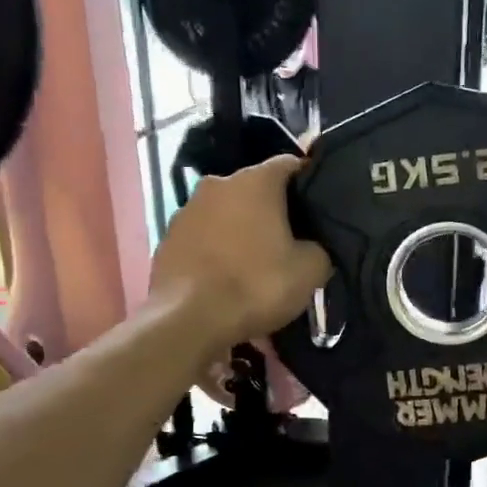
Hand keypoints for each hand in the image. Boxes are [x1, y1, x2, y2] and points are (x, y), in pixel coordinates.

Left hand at [150, 156, 330, 347]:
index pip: (290, 164)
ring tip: (254, 262)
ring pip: (225, 213)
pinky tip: (225, 277)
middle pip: (254, 189)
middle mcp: (217, 184)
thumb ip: (320, 248)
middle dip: (272, 210)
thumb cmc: (257, 286)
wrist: (189, 321)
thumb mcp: (310, 271)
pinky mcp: (167, 239)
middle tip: (289, 241)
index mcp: (255, 181)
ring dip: (240, 230)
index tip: (317, 208)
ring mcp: (186, 210)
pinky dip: (216, 250)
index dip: (308, 183)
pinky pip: (202, 237)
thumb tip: (314, 247)